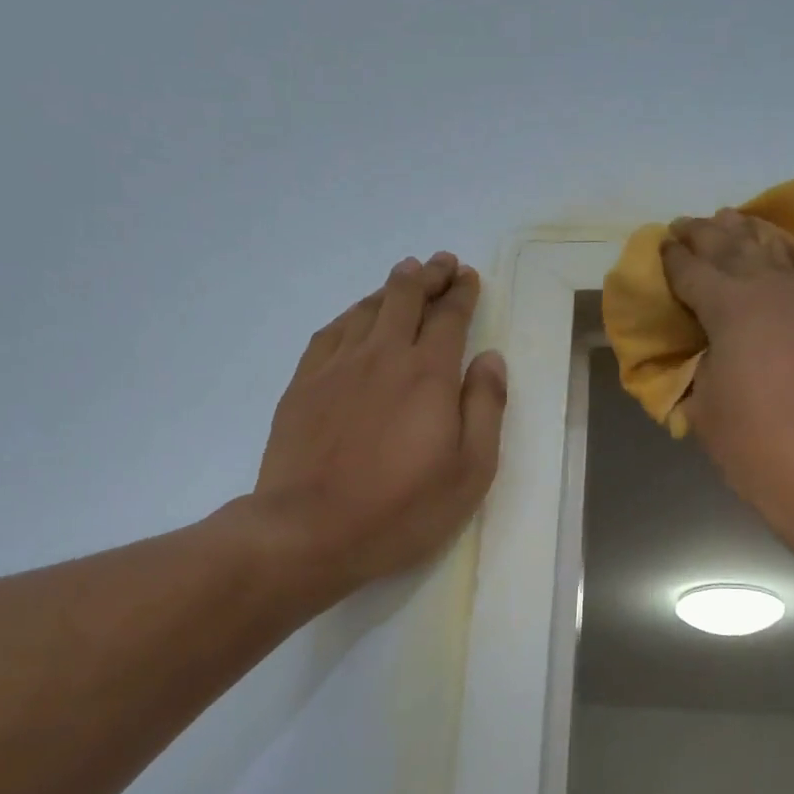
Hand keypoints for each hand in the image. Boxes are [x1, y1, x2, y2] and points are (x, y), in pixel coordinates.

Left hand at [254, 252, 506, 603]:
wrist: (309, 529)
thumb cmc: (401, 508)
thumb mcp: (470, 470)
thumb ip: (485, 407)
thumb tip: (491, 358)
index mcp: (428, 373)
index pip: (449, 316)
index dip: (461, 292)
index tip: (468, 277)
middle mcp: (382, 355)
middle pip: (405, 296)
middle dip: (427, 275)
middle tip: (440, 264)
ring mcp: (336, 366)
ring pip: (366, 308)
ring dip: (390, 288)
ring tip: (403, 277)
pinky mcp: (303, 384)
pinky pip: (331, 331)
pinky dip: (351, 314)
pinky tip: (356, 317)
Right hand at [661, 210, 793, 555]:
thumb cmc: (754, 445)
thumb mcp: (704, 406)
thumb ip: (696, 366)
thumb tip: (699, 351)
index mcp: (731, 309)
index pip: (692, 272)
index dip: (671, 259)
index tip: (659, 247)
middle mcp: (772, 291)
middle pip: (733, 248)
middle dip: (704, 234)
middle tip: (684, 225)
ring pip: (775, 253)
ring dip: (747, 234)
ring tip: (729, 219)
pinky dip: (784, 259)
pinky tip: (778, 257)